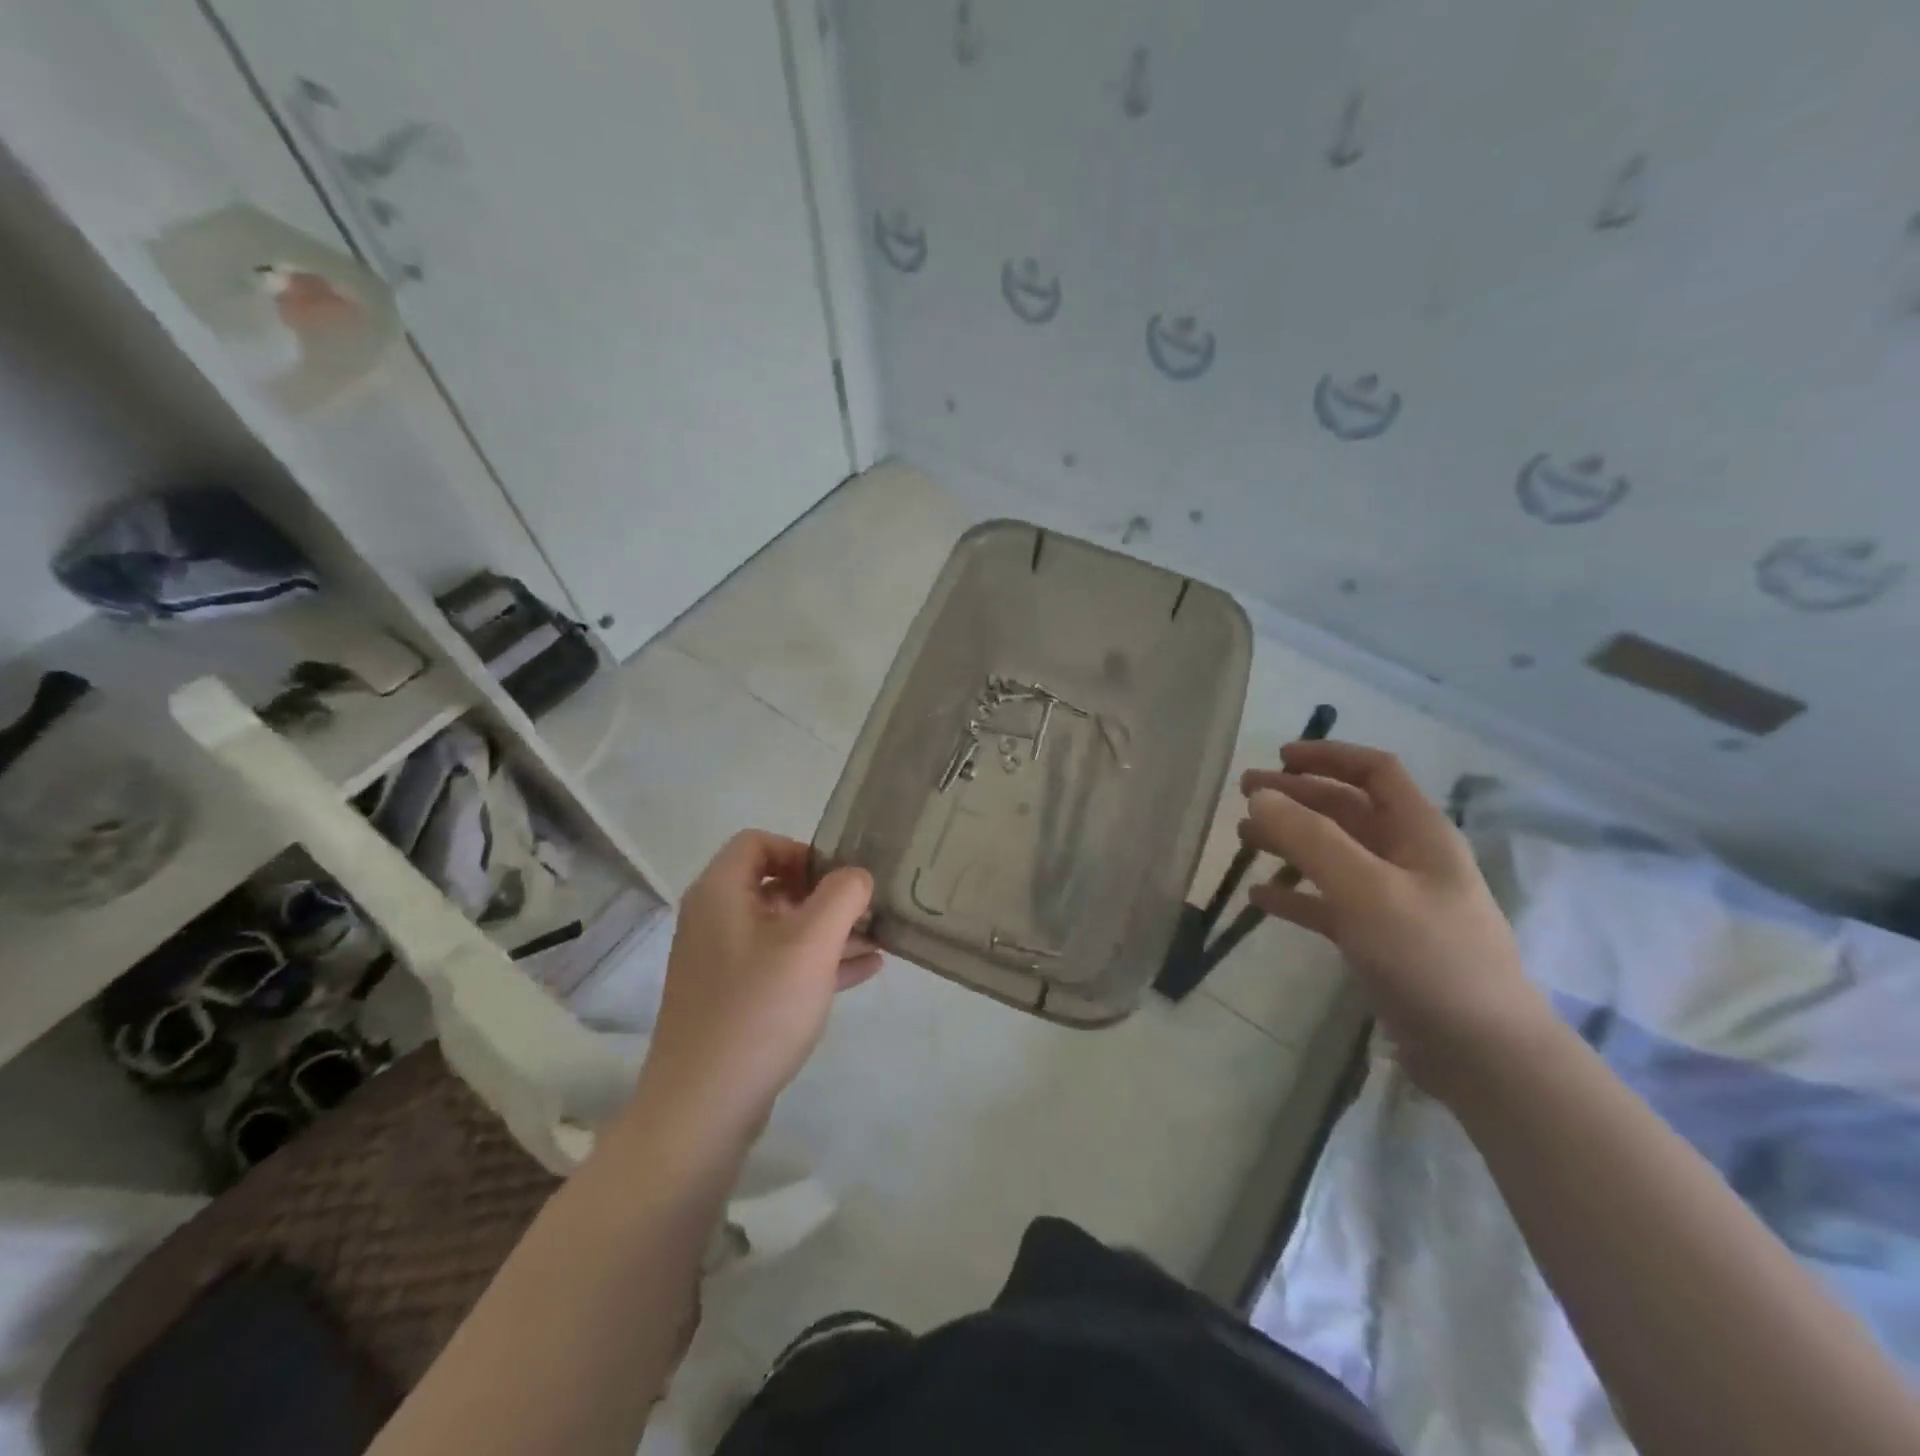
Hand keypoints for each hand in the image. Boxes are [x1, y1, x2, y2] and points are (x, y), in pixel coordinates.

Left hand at [634, 832, 879, 1142]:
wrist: (703, 1107)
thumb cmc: (759, 1009)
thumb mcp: (811, 943)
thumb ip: (842, 896)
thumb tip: (856, 876)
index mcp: (720, 893)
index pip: (759, 842)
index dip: (802, 851)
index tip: (839, 880)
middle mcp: (714, 920)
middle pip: (774, 885)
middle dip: (825, 894)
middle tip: (866, 910)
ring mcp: (721, 963)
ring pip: (781, 928)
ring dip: (828, 930)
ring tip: (877, 939)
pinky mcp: (732, 999)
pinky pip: (779, 965)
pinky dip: (816, 961)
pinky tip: (864, 970)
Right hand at [1239, 741, 1553, 1100]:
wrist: (1481, 1053)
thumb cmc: (1428, 956)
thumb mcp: (1366, 889)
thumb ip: (1310, 838)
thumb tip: (1260, 797)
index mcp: (1419, 833)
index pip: (1375, 772)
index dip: (1328, 757)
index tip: (1278, 757)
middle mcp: (1407, 858)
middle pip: (1346, 809)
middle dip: (1296, 797)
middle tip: (1244, 794)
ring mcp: (1394, 900)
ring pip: (1333, 854)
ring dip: (1289, 840)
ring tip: (1243, 838)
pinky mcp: (1379, 939)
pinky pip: (1328, 902)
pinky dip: (1295, 893)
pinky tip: (1259, 897)